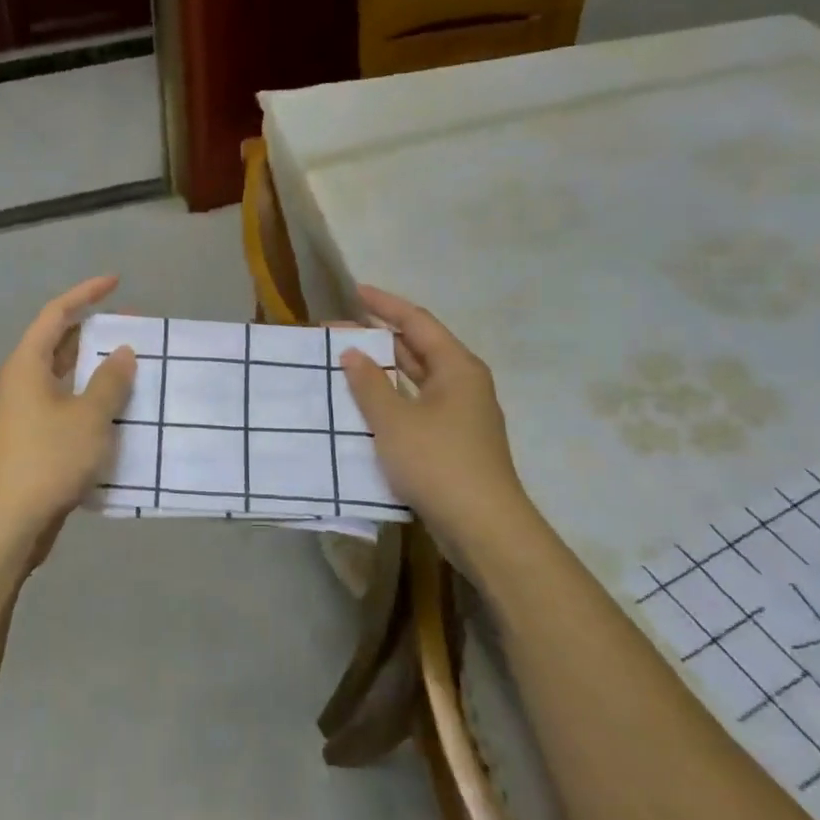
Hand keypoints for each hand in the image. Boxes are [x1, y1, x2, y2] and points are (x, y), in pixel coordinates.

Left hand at [0, 276, 135, 554]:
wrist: (11, 520)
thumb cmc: (49, 457)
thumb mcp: (89, 415)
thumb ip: (109, 380)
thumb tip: (123, 352)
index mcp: (26, 364)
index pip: (56, 314)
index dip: (85, 294)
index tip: (116, 283)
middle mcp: (21, 382)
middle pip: (59, 344)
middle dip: (95, 333)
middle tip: (133, 329)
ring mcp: (25, 413)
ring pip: (64, 379)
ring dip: (95, 371)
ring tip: (133, 367)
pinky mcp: (33, 440)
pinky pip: (65, 407)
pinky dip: (90, 401)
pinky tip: (117, 412)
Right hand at [339, 285, 531, 554]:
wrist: (483, 527)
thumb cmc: (438, 462)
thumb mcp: (395, 420)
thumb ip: (370, 384)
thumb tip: (352, 353)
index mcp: (457, 367)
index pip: (417, 322)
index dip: (385, 305)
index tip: (355, 291)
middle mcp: (463, 384)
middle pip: (418, 348)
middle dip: (378, 338)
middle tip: (337, 332)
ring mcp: (460, 415)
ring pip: (416, 380)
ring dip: (383, 371)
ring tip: (344, 362)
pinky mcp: (453, 442)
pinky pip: (416, 406)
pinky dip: (390, 400)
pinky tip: (364, 406)